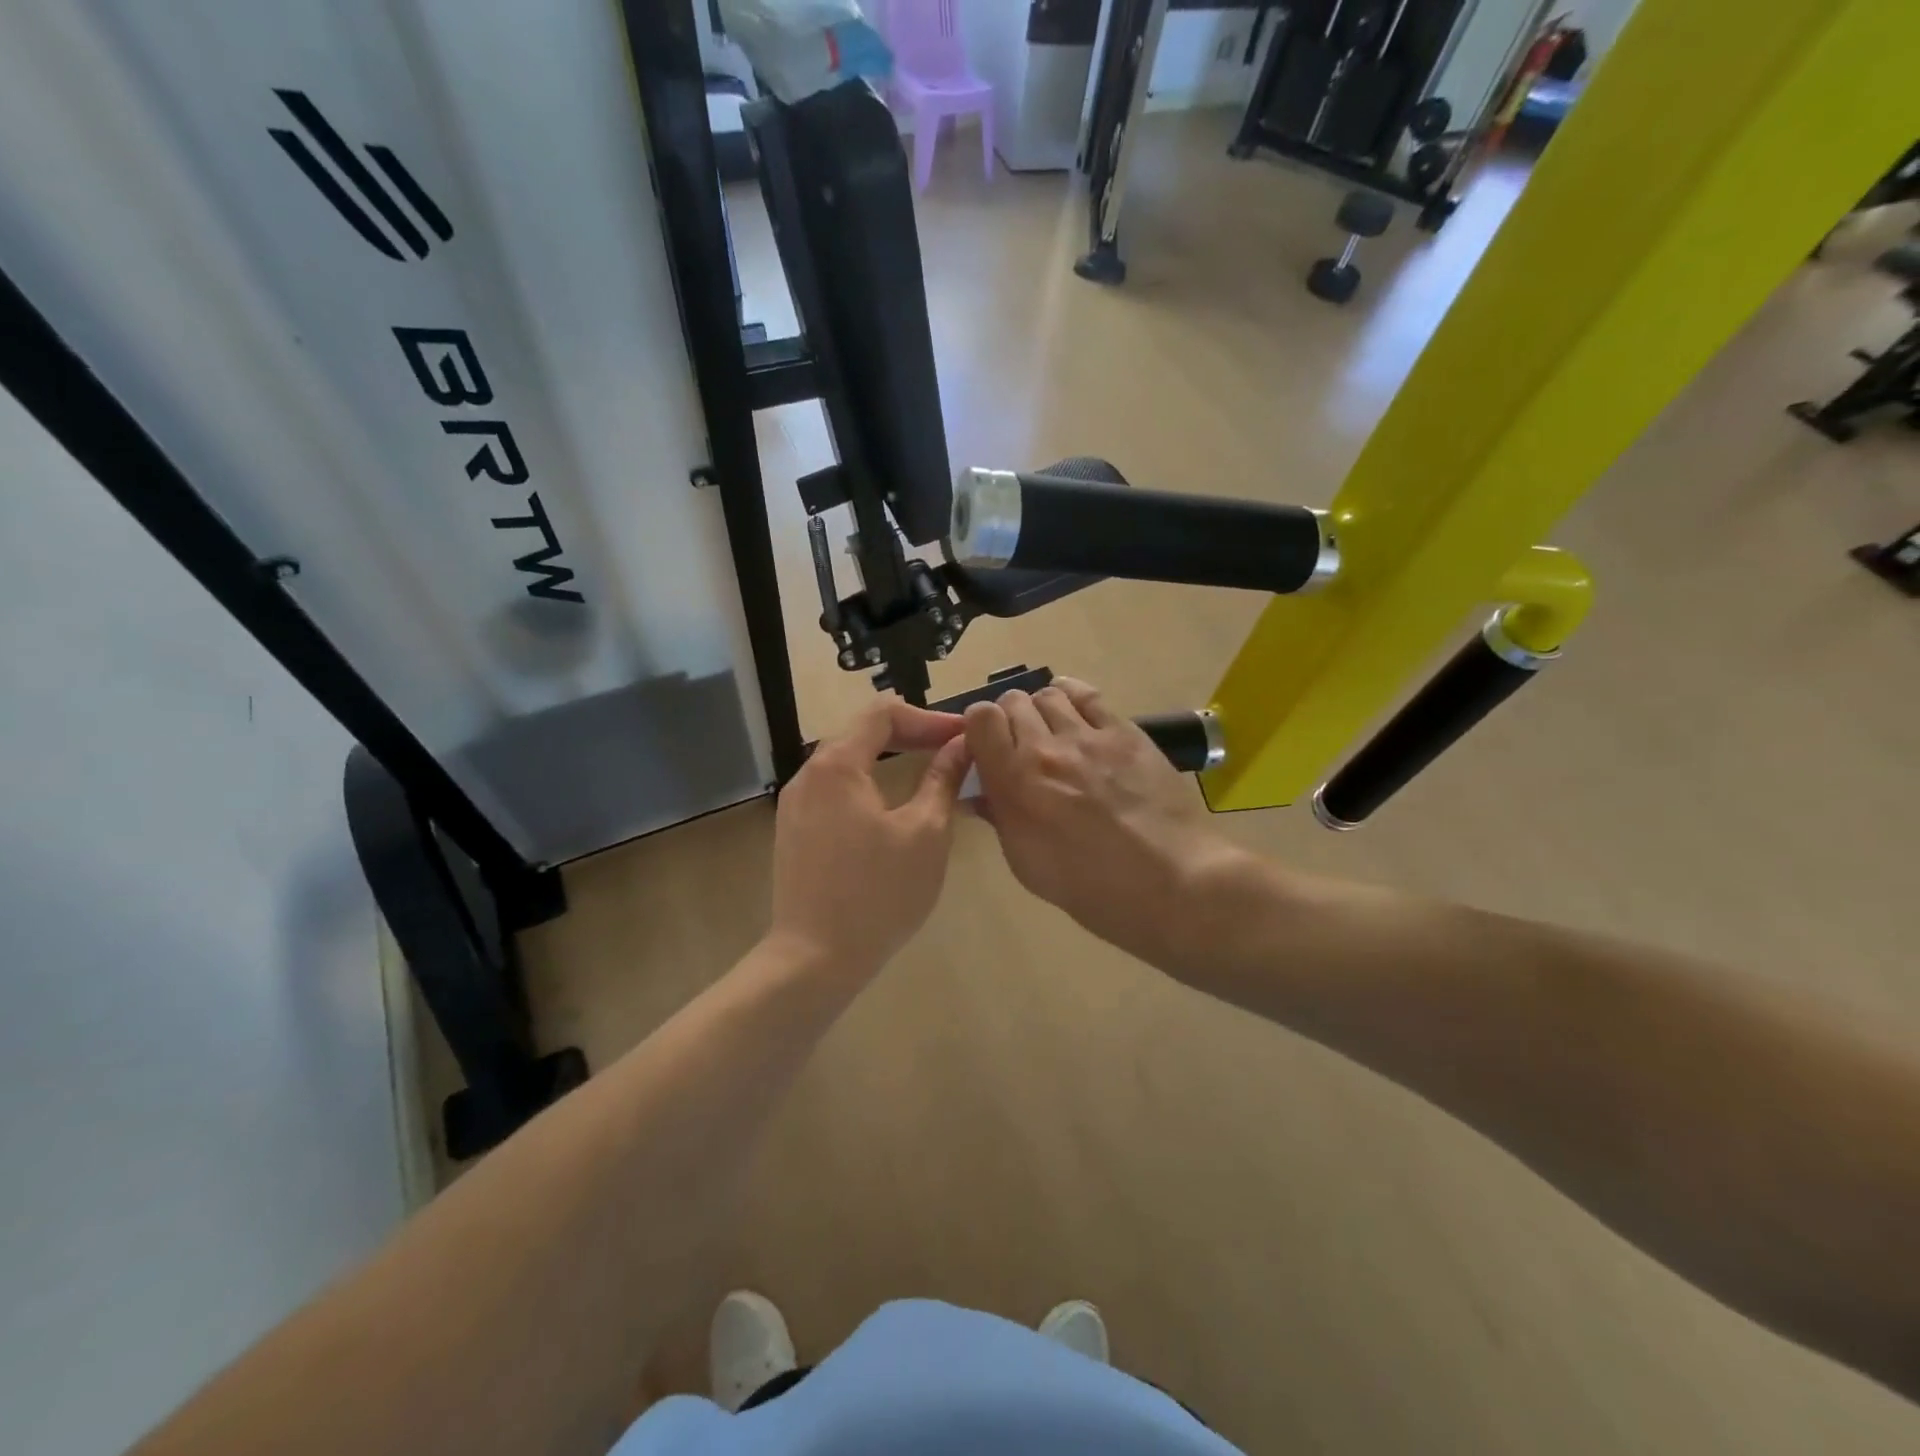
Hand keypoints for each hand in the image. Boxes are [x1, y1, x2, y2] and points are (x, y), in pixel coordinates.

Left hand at [768, 697, 969, 982]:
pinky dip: (869, 783)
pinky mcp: (794, 831)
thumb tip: (961, 744)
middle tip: (952, 749)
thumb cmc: (878, 893)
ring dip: (890, 758)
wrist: (815, 959)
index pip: (883, 712)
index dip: (928, 717)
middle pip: (861, 732)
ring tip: (929, 771)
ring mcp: (795, 804)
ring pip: (847, 761)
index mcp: (837, 765)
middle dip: (910, 734)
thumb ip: (943, 779)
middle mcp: (808, 774)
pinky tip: (893, 806)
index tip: (963, 735)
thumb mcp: (925, 832)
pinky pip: (835, 790)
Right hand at [963, 678, 1248, 973]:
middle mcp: (1045, 749)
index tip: (985, 747)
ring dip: (1041, 709)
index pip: (980, 719)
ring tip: (1052, 732)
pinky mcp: (1125, 732)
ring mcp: (1088, 736)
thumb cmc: (1090, 886)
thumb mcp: (1026, 863)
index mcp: (1015, 782)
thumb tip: (983, 793)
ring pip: (1049, 694)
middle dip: (1008, 719)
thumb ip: (1000, 817)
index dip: (977, 728)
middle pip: (1012, 701)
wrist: (1168, 883)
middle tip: (1020, 745)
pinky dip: (1073, 696)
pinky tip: (1075, 711)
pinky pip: (1088, 695)